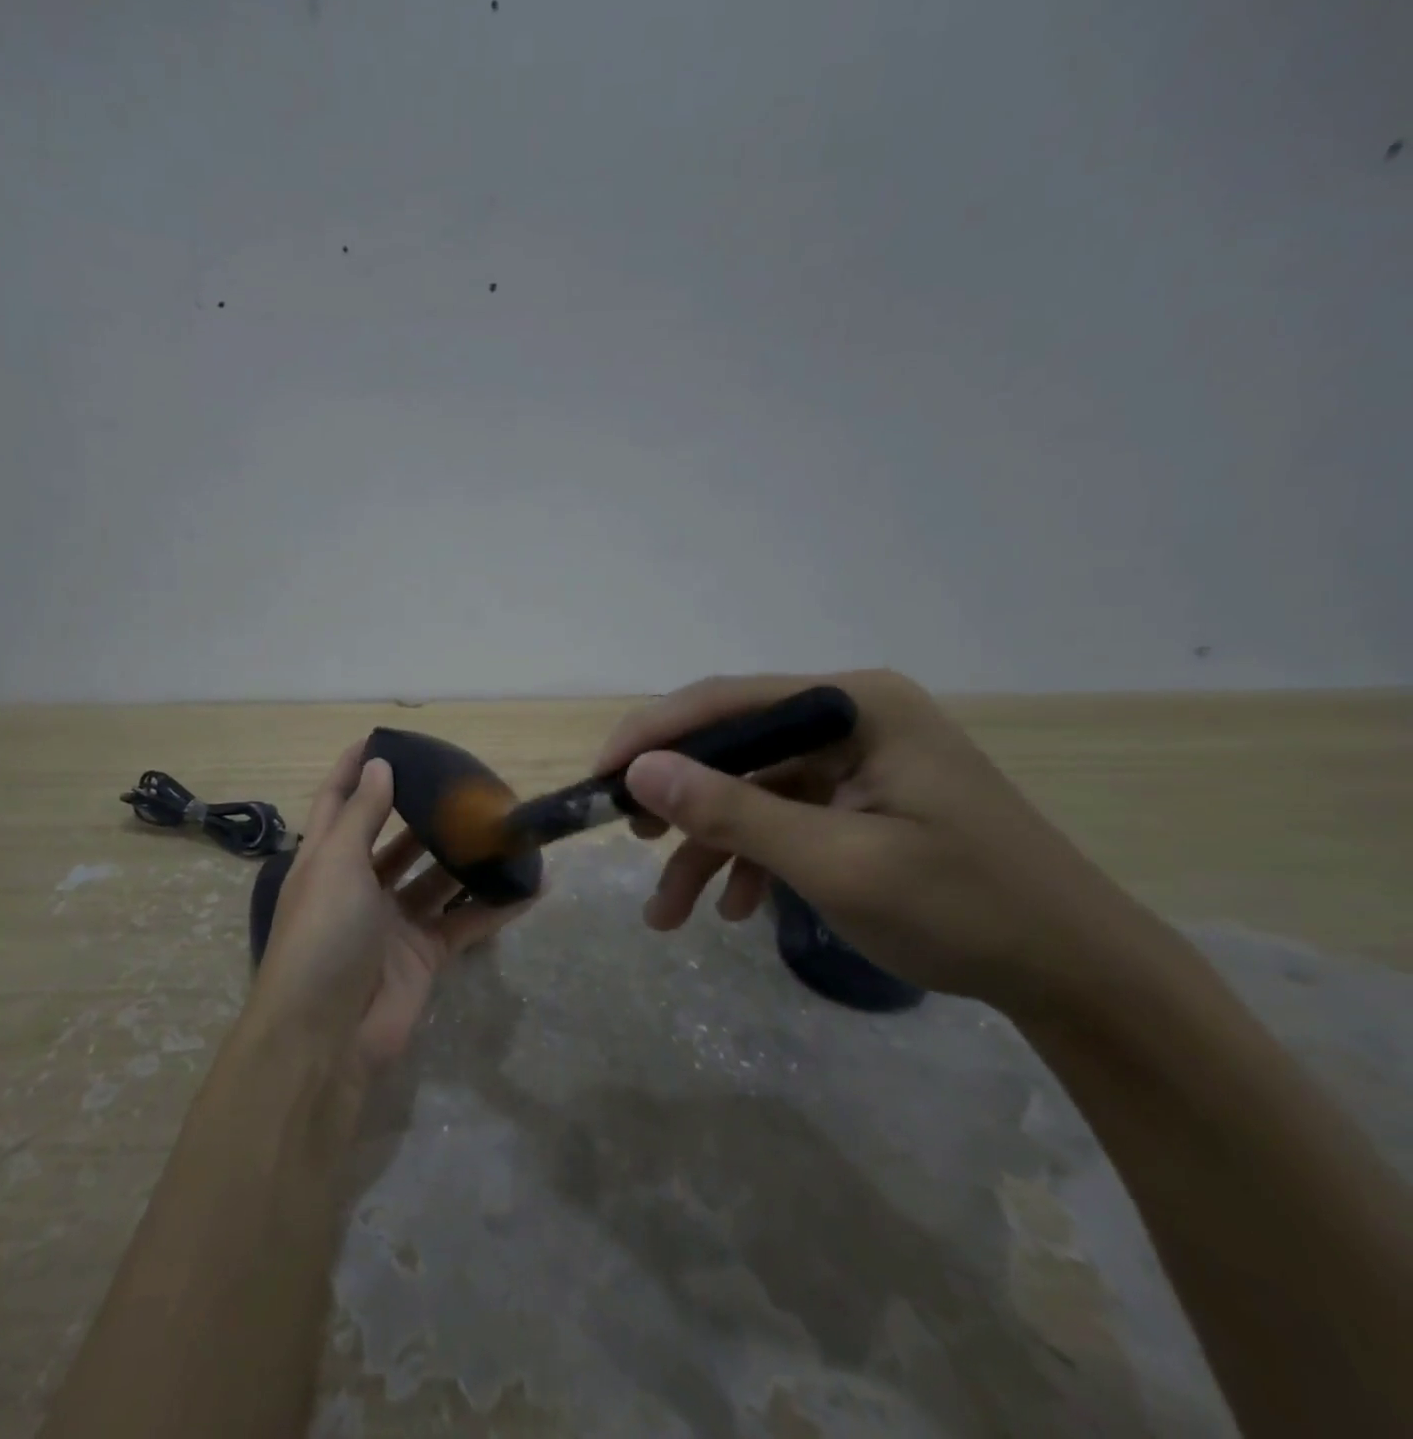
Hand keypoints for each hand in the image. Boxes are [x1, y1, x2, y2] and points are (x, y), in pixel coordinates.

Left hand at [246, 742, 533, 1079]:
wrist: (325, 1038)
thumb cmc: (322, 936)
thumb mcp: (336, 865)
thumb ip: (362, 815)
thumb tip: (379, 765)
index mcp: (326, 861)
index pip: (339, 802)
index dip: (356, 769)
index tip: (384, 738)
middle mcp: (359, 887)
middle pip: (395, 839)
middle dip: (424, 812)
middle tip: (464, 783)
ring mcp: (393, 923)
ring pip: (436, 879)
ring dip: (466, 857)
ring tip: (503, 826)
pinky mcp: (424, 956)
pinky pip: (464, 922)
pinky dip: (495, 906)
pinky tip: (531, 885)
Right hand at [599, 671, 1150, 1014]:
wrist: (1079, 977)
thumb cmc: (963, 909)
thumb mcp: (834, 862)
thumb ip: (733, 812)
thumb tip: (640, 771)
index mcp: (855, 706)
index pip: (728, 702)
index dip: (653, 735)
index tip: (599, 777)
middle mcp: (852, 719)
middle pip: (734, 746)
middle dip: (678, 801)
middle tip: (629, 839)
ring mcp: (857, 762)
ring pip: (751, 792)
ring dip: (707, 849)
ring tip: (668, 912)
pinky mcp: (860, 802)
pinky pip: (783, 819)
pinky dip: (751, 861)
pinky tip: (736, 909)